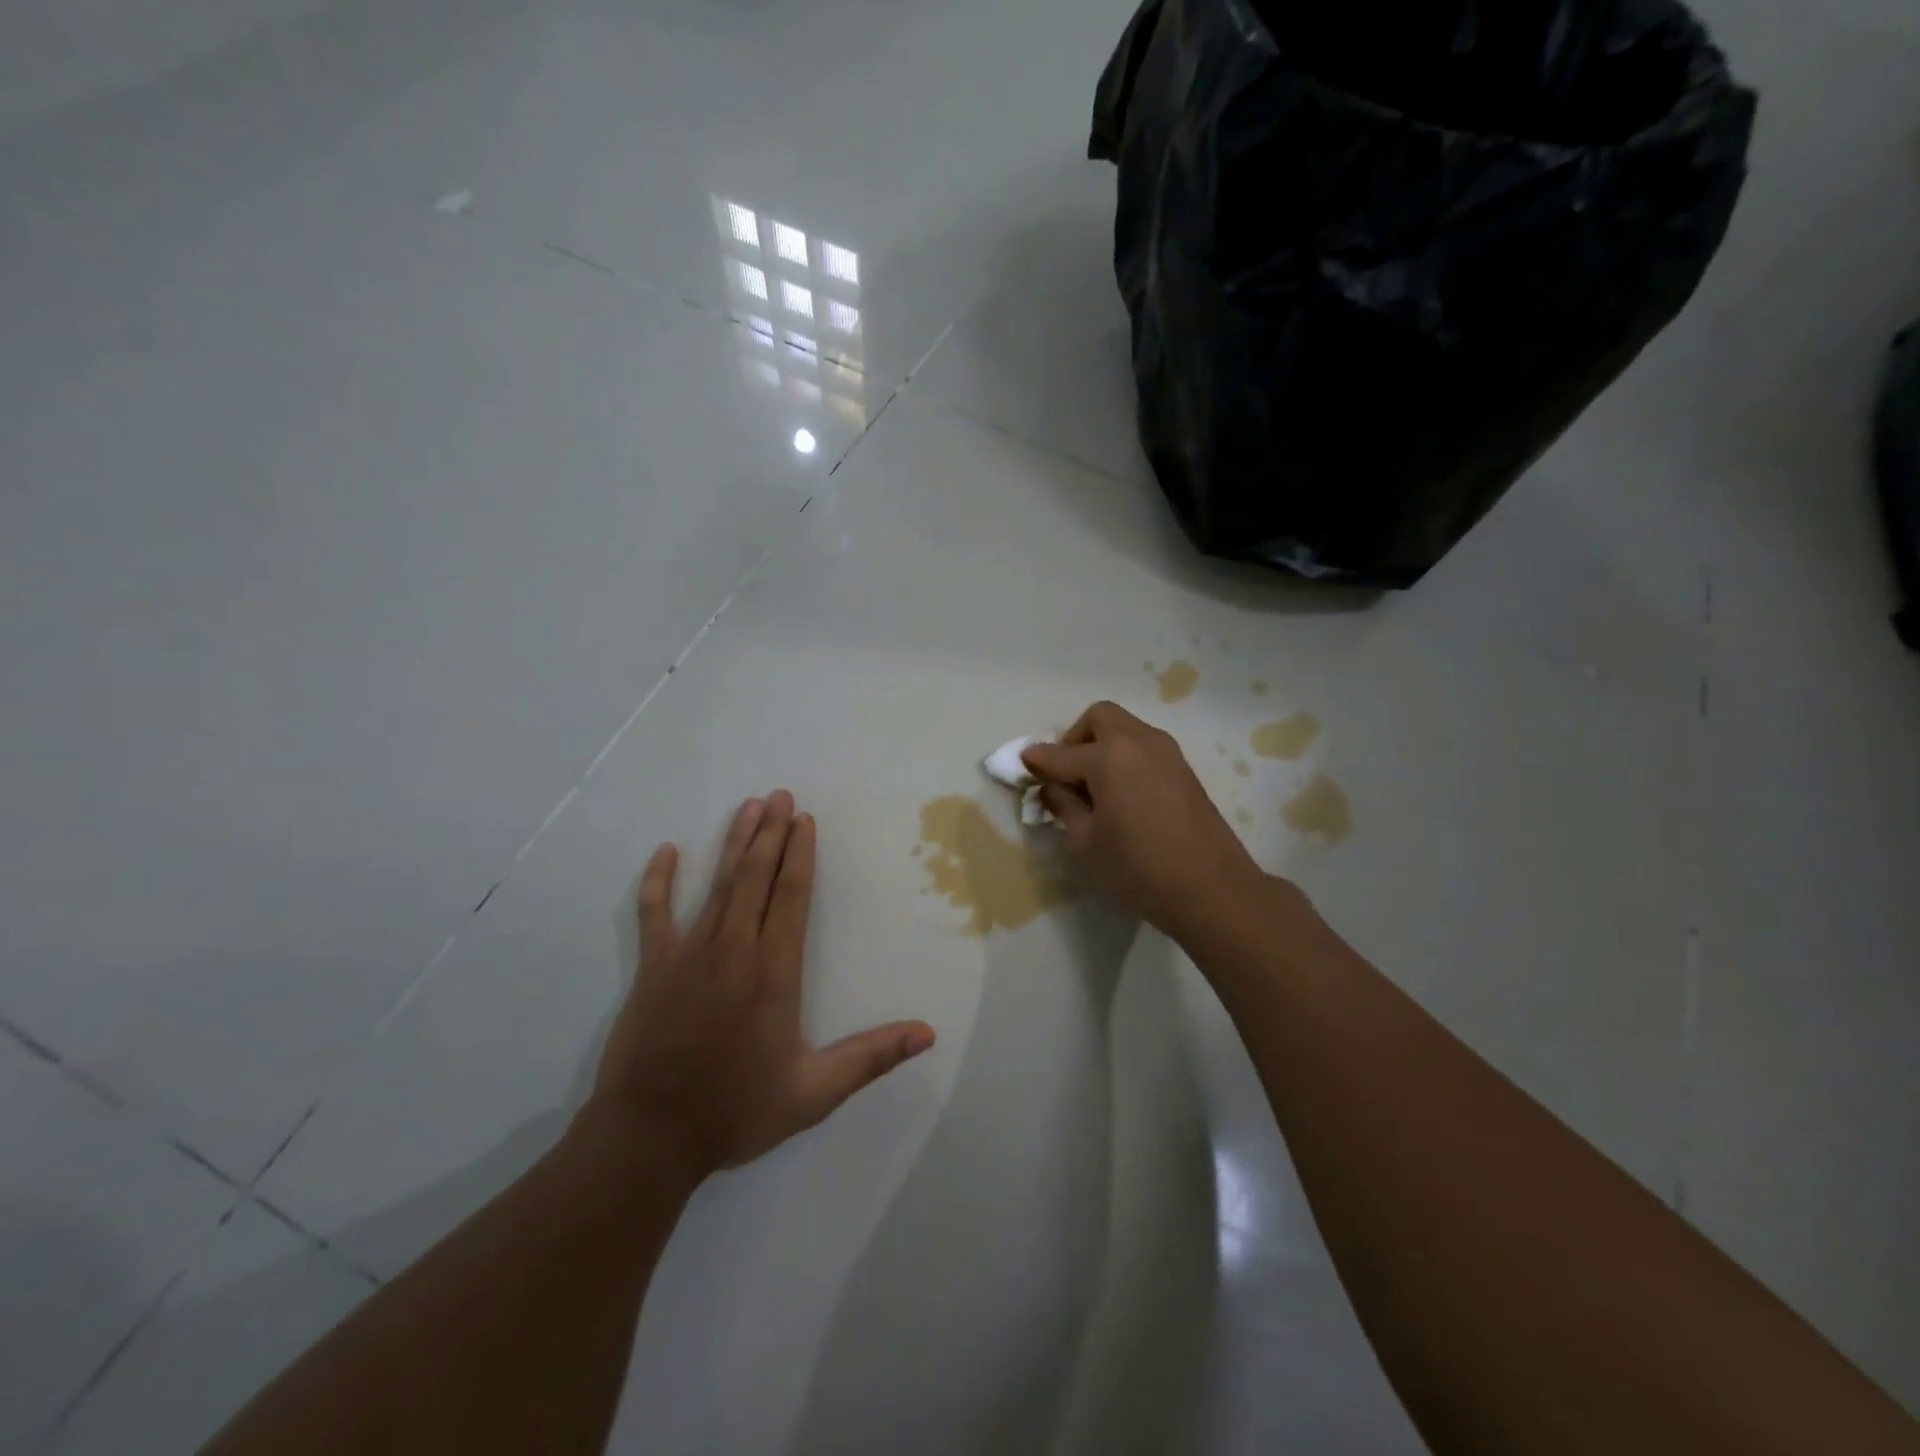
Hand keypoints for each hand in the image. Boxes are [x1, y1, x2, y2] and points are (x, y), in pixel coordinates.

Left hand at [591, 792, 935, 1180]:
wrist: (650, 1138)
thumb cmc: (736, 1111)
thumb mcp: (815, 1092)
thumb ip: (871, 1057)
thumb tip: (927, 1034)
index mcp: (774, 971)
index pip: (791, 896)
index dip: (800, 854)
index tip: (805, 820)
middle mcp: (734, 949)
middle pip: (755, 876)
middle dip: (771, 833)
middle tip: (780, 795)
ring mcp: (688, 953)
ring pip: (717, 884)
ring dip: (734, 842)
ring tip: (749, 807)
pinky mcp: (653, 967)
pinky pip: (654, 912)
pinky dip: (659, 880)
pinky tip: (667, 851)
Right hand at [1023, 703, 1266, 940]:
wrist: (1212, 889)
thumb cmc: (1137, 868)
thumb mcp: (1084, 843)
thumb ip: (1063, 806)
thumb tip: (1052, 787)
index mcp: (1108, 755)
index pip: (1059, 753)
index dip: (1036, 762)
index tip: (1021, 769)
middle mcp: (1138, 741)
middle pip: (1099, 718)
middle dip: (1074, 739)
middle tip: (1066, 774)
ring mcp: (1166, 752)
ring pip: (1125, 729)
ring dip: (1102, 746)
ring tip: (1093, 787)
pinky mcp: (1184, 769)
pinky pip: (1143, 748)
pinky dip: (1125, 758)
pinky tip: (1121, 794)